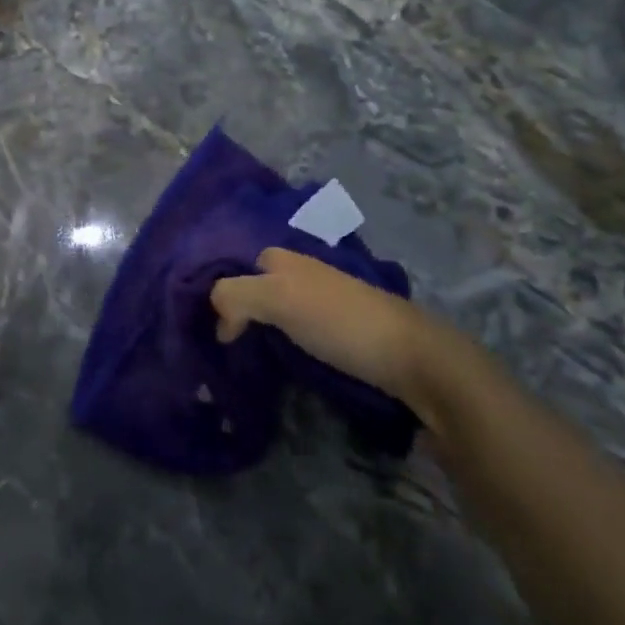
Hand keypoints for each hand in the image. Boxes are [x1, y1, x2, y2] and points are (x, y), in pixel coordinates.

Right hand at [210, 248, 457, 420]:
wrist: (411, 357)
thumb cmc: (338, 321)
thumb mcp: (277, 299)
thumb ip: (234, 296)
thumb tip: (218, 324)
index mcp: (284, 259)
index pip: (237, 269)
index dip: (221, 295)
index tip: (212, 330)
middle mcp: (301, 273)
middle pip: (256, 289)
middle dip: (239, 312)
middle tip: (224, 347)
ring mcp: (322, 302)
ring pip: (276, 311)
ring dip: (259, 332)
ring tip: (244, 360)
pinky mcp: (339, 331)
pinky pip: (296, 331)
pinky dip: (282, 345)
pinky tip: (278, 364)